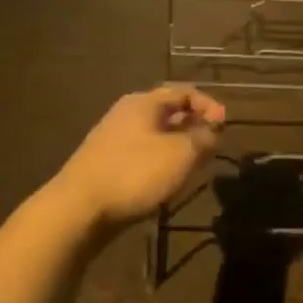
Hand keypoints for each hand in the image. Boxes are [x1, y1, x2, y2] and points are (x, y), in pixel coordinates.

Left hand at [54, 86, 224, 229]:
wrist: (77, 210)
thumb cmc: (135, 173)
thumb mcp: (181, 154)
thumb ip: (203, 139)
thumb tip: (213, 132)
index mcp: (144, 103)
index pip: (184, 92)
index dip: (209, 105)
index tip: (225, 126)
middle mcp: (127, 114)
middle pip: (169, 113)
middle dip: (194, 127)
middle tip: (212, 146)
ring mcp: (113, 139)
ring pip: (156, 135)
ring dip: (179, 146)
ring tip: (194, 166)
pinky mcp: (105, 164)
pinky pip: (142, 154)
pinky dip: (161, 162)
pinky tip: (167, 181)